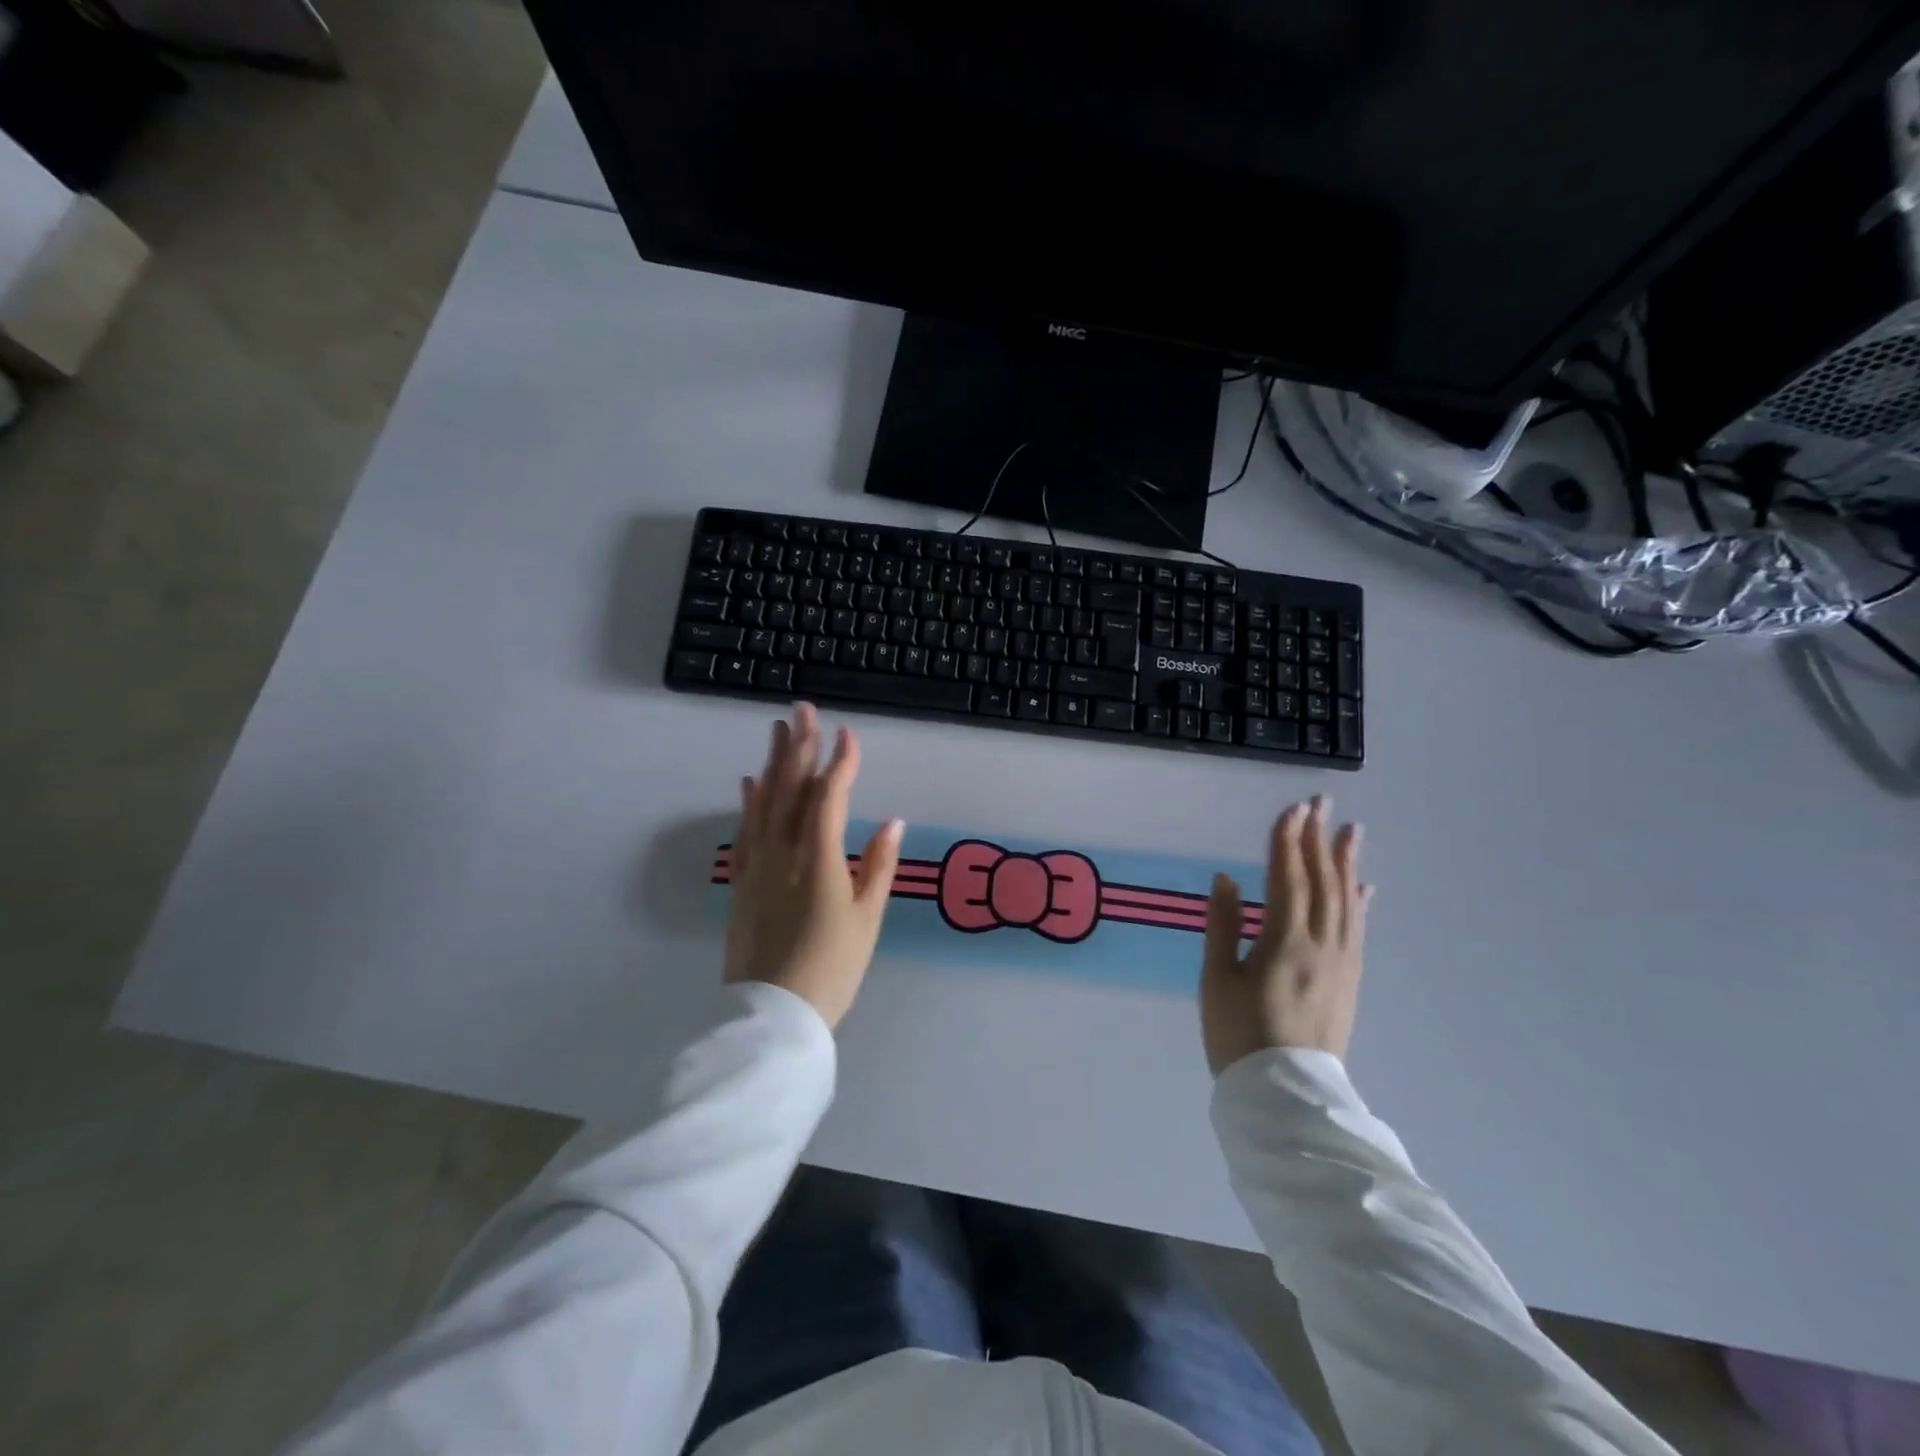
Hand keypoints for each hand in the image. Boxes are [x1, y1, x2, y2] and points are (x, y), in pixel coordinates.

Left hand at [726, 704, 903, 1028]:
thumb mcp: (867, 920)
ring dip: (773, 763)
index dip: (841, 763)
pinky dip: (748, 802)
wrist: (773, 1016)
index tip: (849, 735)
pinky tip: (749, 781)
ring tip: (778, 731)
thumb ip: (879, 866)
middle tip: (803, 710)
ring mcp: (758, 865)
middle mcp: (784, 852)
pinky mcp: (742, 882)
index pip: (829, 797)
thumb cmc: (832, 969)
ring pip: (764, 802)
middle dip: (800, 746)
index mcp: (820, 859)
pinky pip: (745, 831)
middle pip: (791, 789)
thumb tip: (893, 821)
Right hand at [1201, 796, 1370, 1072]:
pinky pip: (1358, 930)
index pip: (1288, 879)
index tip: (1290, 809)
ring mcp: (1341, 963)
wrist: (1284, 1094)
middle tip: (1322, 803)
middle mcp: (1320, 945)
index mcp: (1284, 943)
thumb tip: (1226, 880)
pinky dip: (1360, 903)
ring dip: (1346, 863)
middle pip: (1323, 882)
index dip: (1287, 842)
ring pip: (1347, 902)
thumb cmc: (1238, 1034)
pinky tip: (1363, 887)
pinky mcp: (1349, 981)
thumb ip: (1222, 926)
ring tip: (1350, 831)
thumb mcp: (1216, 980)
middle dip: (1320, 840)